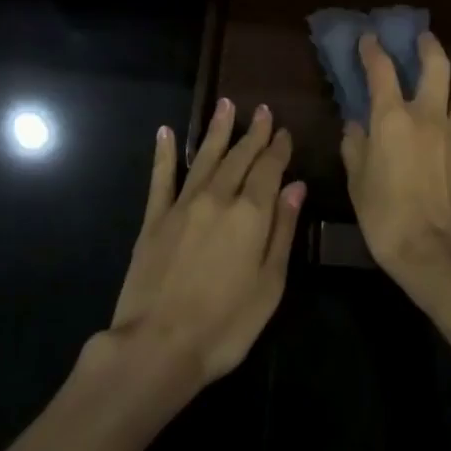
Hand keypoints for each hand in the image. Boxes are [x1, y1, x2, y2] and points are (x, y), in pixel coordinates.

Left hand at [109, 98, 304, 386]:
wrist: (157, 346)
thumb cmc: (225, 325)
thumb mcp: (269, 285)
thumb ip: (282, 231)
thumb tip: (296, 187)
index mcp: (251, 214)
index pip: (269, 170)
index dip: (278, 149)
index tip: (284, 132)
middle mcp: (218, 198)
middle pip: (240, 157)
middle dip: (254, 133)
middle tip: (263, 111)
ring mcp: (183, 206)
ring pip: (206, 158)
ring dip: (218, 131)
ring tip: (227, 105)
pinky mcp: (154, 219)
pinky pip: (161, 178)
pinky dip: (165, 154)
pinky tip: (166, 133)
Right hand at [341, 31, 450, 303]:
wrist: (435, 253)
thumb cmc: (386, 217)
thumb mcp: (357, 181)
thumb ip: (354, 146)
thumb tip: (355, 125)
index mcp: (393, 118)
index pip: (381, 69)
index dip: (373, 50)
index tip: (369, 39)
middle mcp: (430, 115)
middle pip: (436, 64)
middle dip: (428, 46)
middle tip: (422, 41)